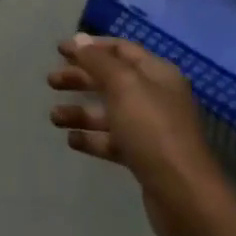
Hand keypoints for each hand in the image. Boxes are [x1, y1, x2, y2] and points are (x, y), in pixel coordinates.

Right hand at [50, 34, 229, 235]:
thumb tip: (79, 39)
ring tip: (54, 117)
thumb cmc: (153, 130)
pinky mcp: (144, 158)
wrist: (184, 196)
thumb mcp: (123, 86)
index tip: (59, 50)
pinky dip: (92, 139)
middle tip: (51, 82)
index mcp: (157, 74)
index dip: (90, 47)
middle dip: (81, 78)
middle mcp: (156, 97)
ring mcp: (151, 129)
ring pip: (109, 112)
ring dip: (81, 111)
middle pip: (112, 80)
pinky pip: (113, 141)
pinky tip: (72, 141)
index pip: (120, 49)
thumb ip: (98, 61)